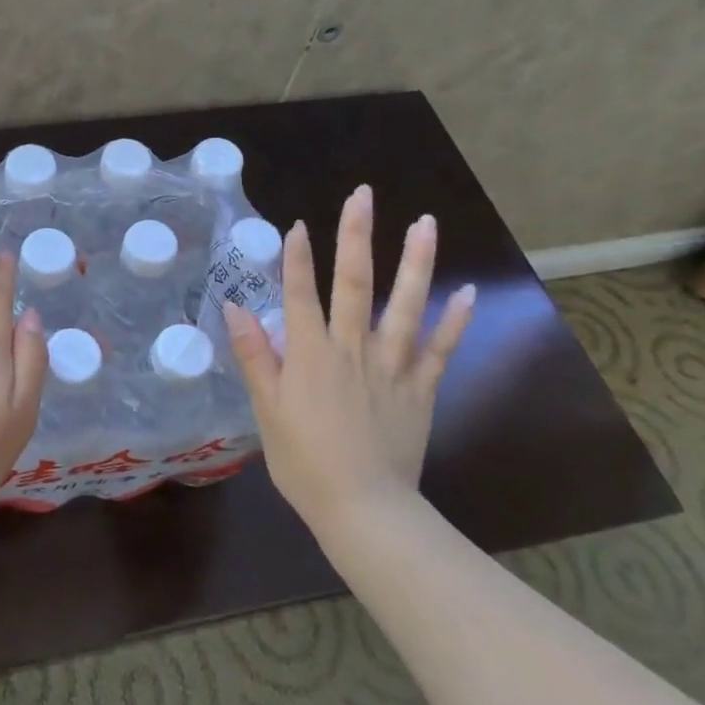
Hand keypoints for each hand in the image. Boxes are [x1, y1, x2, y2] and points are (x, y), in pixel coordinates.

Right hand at [224, 185, 474, 538]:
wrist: (364, 509)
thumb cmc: (305, 462)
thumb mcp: (266, 411)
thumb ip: (254, 356)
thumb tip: (236, 307)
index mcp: (310, 354)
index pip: (300, 294)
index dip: (297, 257)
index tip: (298, 224)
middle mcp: (352, 348)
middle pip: (355, 282)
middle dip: (356, 235)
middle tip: (363, 195)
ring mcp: (392, 366)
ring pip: (405, 304)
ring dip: (415, 261)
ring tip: (425, 223)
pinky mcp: (421, 388)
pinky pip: (441, 349)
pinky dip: (455, 320)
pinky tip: (468, 292)